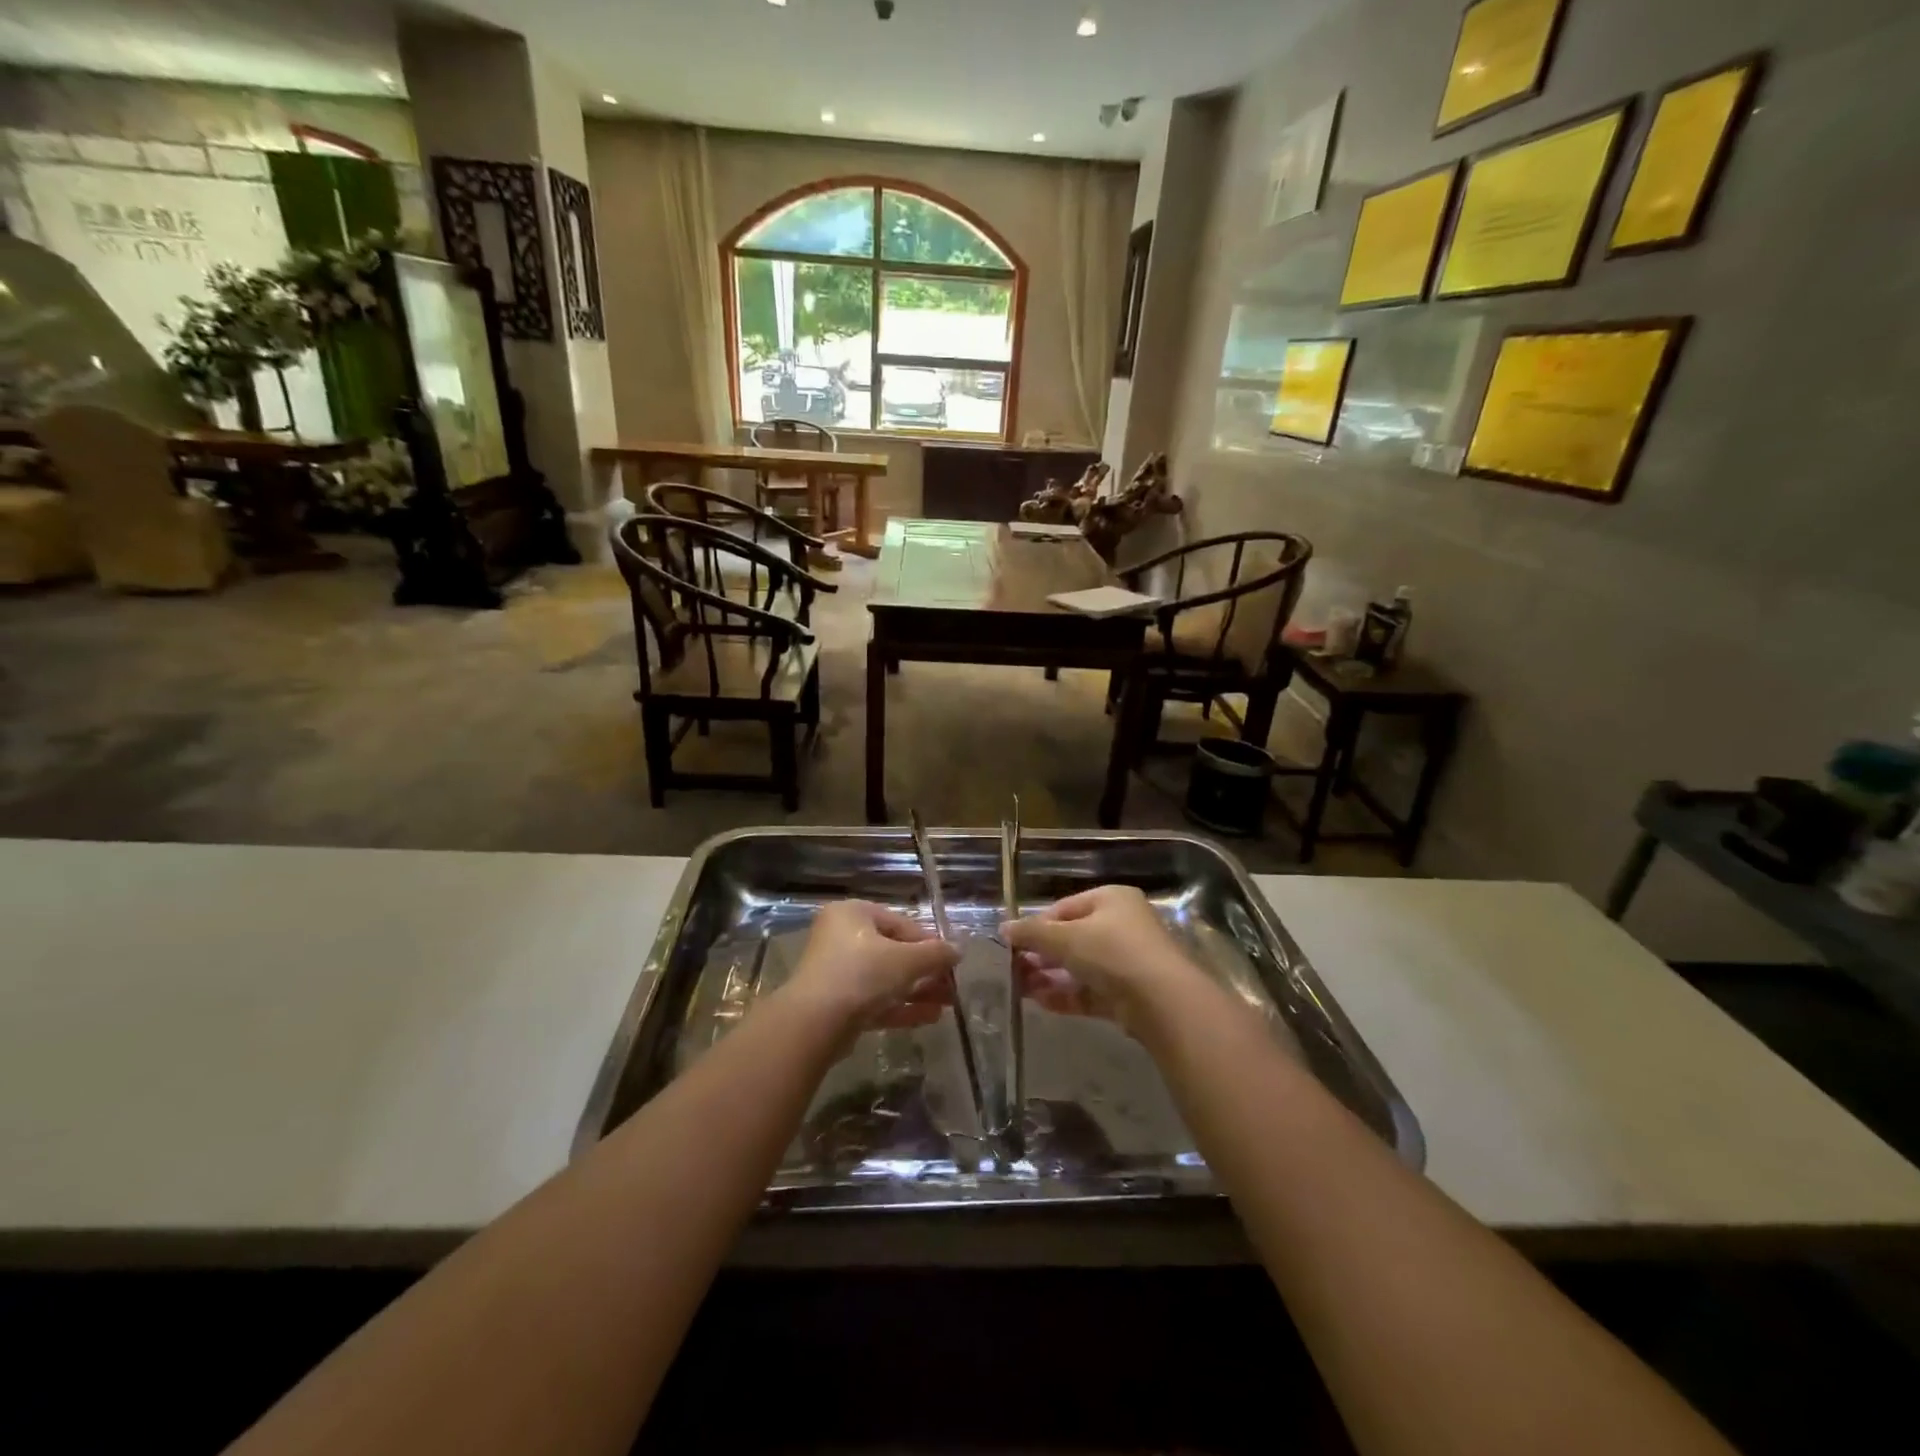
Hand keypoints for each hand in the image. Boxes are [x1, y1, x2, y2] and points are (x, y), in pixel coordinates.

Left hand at [786, 900, 958, 1032]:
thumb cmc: (861, 974)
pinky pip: (874, 1000)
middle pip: (893, 952)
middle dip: (926, 972)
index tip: (951, 962)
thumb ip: (935, 954)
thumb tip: (958, 950)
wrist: (814, 1023)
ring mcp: (836, 971)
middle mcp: (841, 937)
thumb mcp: (906, 960)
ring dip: (917, 991)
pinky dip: (900, 1007)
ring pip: (885, 979)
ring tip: (947, 1005)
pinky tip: (930, 1018)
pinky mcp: (835, 1003)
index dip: (929, 943)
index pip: (900, 923)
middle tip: (951, 987)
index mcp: (853, 914)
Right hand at [1002, 885, 1199, 1034]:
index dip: (1037, 924)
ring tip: (1020, 988)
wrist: (1161, 1001)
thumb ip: (1032, 933)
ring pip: (1079, 967)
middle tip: (1013, 968)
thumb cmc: (1111, 952)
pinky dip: (1066, 995)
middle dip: (1041, 954)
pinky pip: (1090, 991)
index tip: (1013, 942)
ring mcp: (1127, 962)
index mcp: (1111, 899)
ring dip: (1049, 976)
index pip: (1065, 907)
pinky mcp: (1127, 994)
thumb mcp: (1065, 937)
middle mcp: (1122, 926)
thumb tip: (1004, 928)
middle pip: (1072, 938)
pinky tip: (1039, 1002)